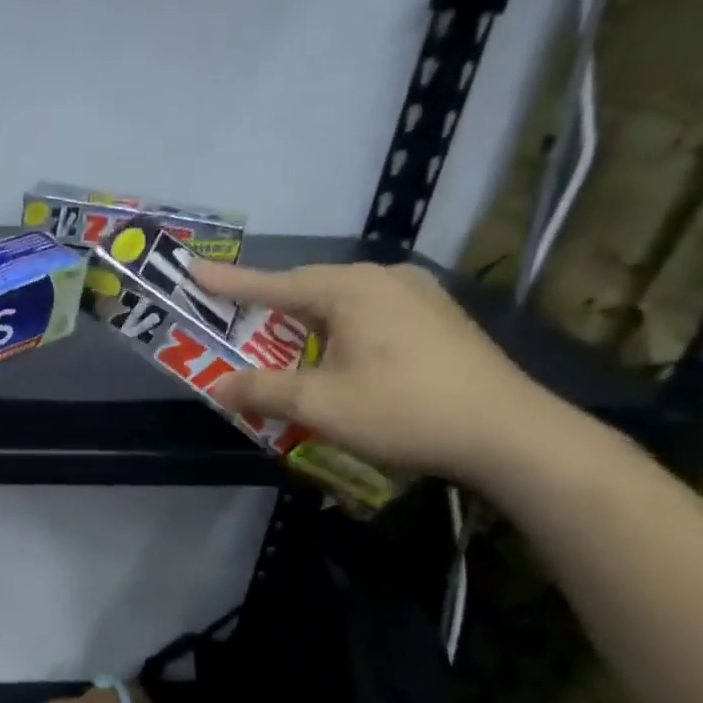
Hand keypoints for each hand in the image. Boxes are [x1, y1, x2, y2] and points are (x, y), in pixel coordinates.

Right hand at [191, 260, 568, 482]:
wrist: (509, 433)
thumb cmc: (404, 410)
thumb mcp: (320, 405)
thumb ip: (263, 391)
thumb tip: (217, 387)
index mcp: (352, 289)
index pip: (275, 283)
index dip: (230, 282)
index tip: (193, 270)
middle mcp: (385, 278)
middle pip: (309, 290)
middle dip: (268, 308)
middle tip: (233, 319)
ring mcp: (418, 295)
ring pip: (342, 303)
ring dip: (306, 324)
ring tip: (282, 346)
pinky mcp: (438, 318)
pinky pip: (370, 314)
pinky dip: (339, 331)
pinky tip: (339, 357)